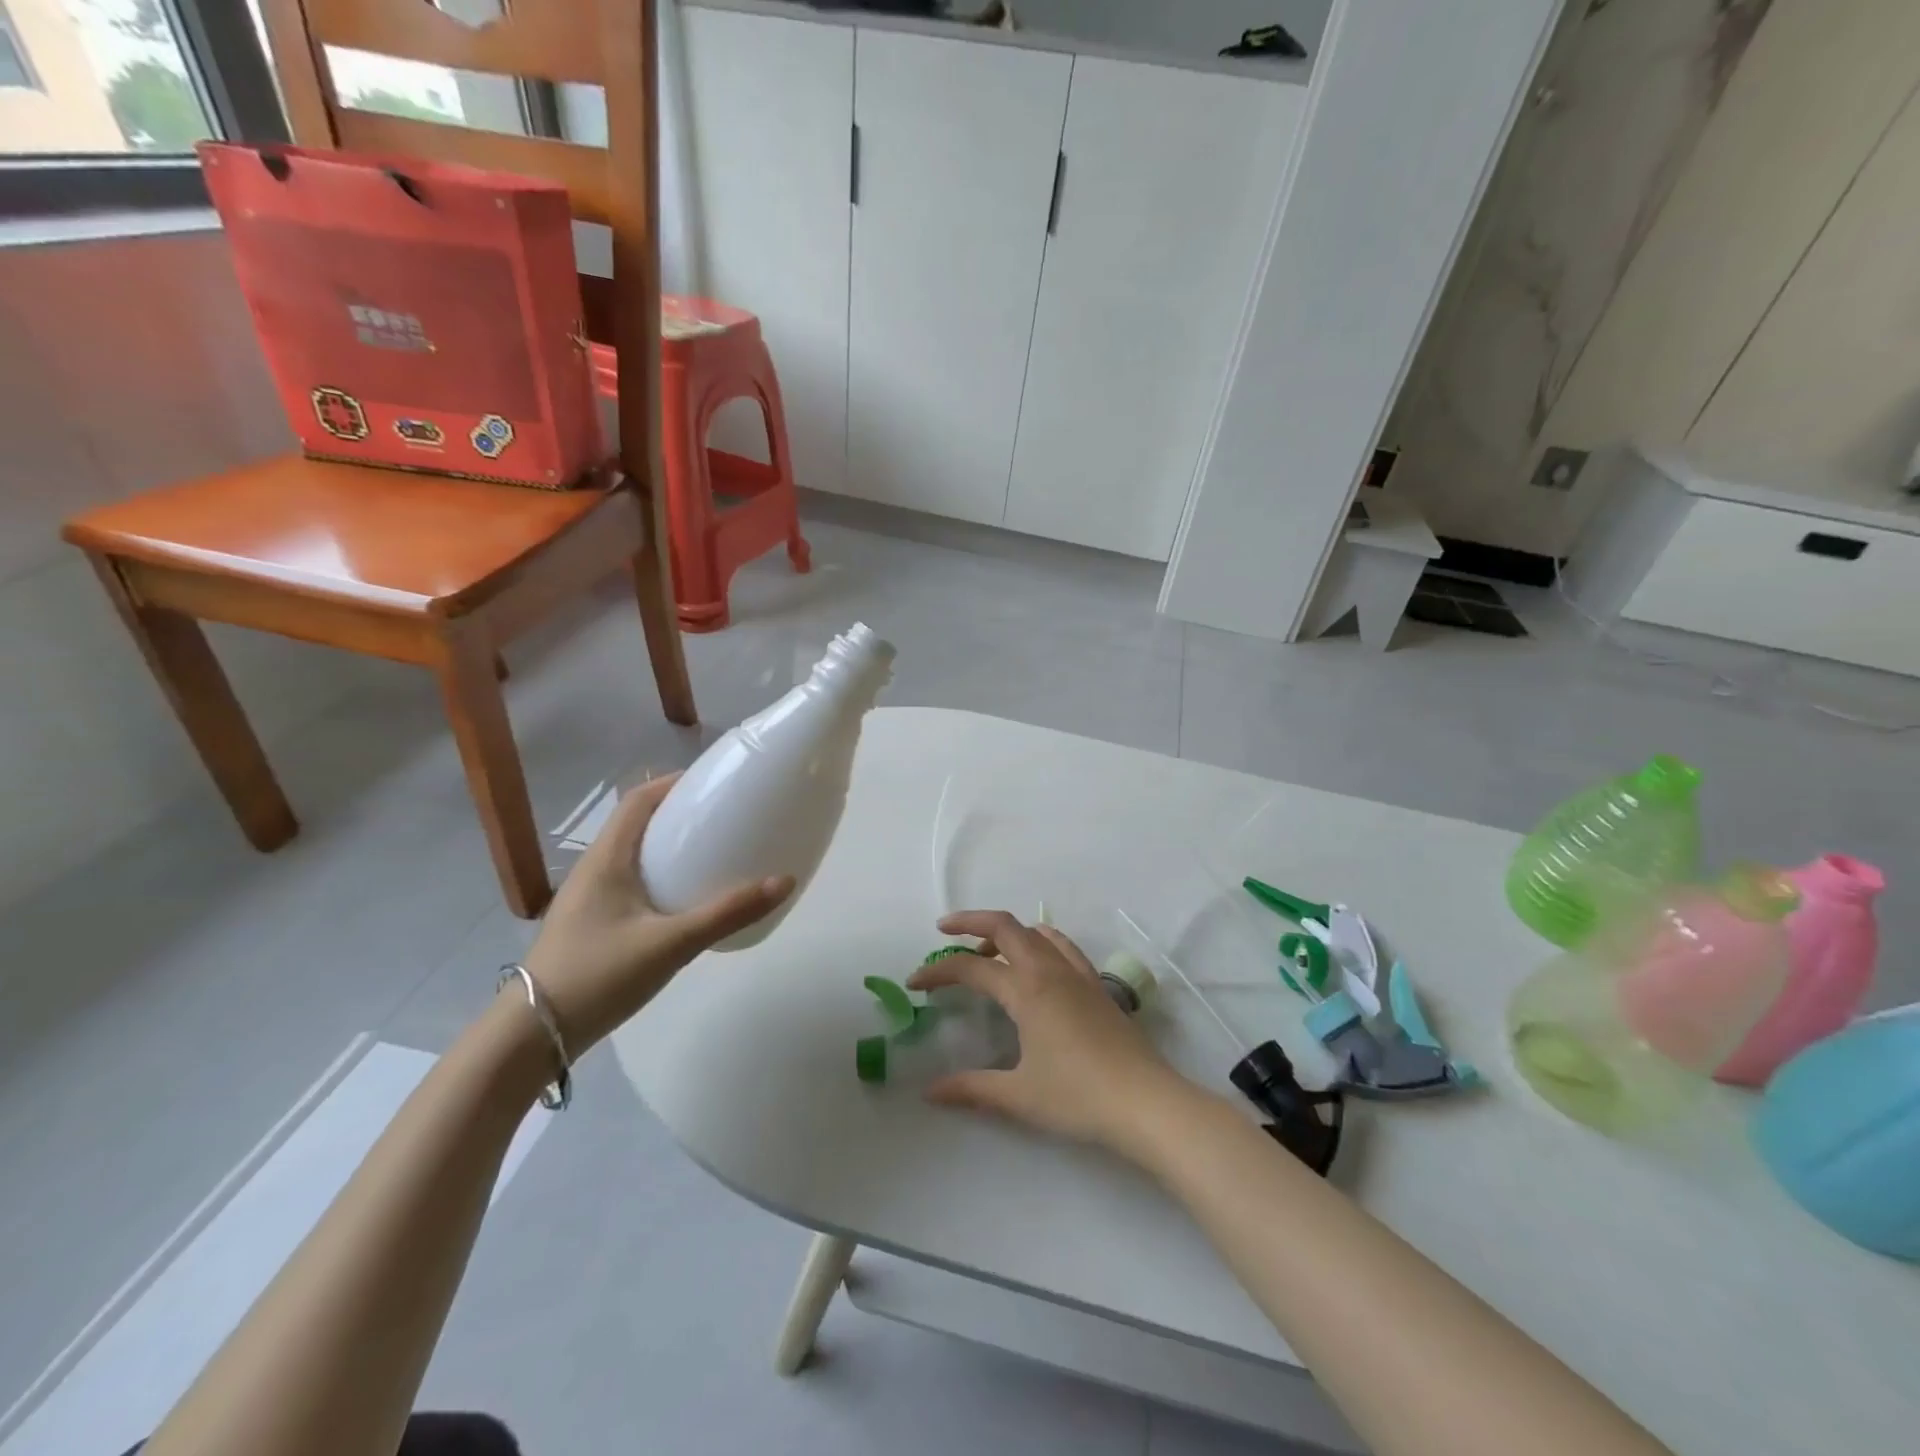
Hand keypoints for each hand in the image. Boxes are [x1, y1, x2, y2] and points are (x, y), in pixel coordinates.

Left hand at [523, 775, 793, 1051]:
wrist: (531, 1036)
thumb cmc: (598, 976)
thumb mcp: (671, 944)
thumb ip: (727, 914)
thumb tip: (784, 881)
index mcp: (606, 858)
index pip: (638, 800)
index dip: (674, 783)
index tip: (715, 782)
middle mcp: (594, 868)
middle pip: (637, 822)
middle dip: (680, 812)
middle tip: (725, 816)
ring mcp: (589, 897)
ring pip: (634, 854)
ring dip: (670, 844)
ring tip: (713, 851)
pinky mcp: (592, 921)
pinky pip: (631, 881)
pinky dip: (661, 874)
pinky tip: (686, 898)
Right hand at [907, 910, 1192, 1153]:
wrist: (1144, 1102)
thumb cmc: (1078, 1097)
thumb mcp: (1018, 1096)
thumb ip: (971, 1088)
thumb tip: (929, 1092)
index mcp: (1026, 990)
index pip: (971, 968)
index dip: (938, 971)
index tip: (914, 983)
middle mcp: (1049, 970)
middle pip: (1004, 926)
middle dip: (969, 922)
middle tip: (943, 930)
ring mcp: (1077, 973)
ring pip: (1034, 931)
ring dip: (1005, 931)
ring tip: (986, 951)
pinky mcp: (1097, 985)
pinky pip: (1062, 945)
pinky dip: (1039, 940)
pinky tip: (1036, 962)